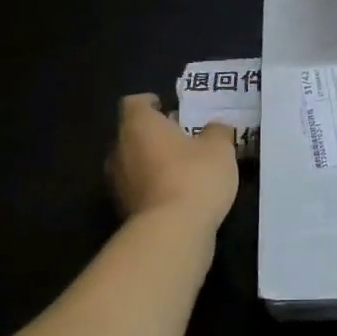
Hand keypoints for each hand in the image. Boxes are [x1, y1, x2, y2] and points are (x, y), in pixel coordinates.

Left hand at [108, 94, 237, 229]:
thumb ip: (217, 131)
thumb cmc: (194, 176)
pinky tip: (176, 195)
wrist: (172, 231)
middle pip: (132, 134)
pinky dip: (153, 187)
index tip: (168, 107)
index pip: (134, 103)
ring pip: (133, 163)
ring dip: (152, 163)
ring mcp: (117, 182)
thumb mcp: (219, 148)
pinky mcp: (122, 209)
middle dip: (154, 135)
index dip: (150, 103)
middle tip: (181, 139)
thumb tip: (215, 128)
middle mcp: (119, 149)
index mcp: (138, 125)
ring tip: (181, 169)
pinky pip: (138, 188)